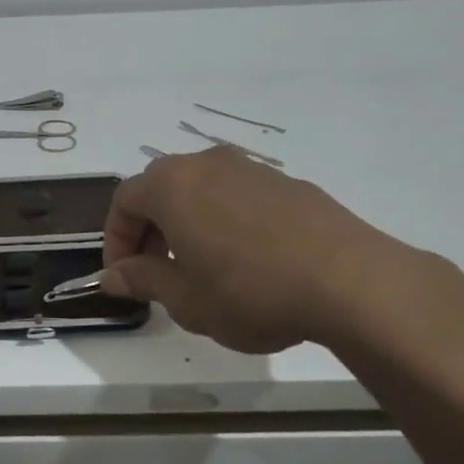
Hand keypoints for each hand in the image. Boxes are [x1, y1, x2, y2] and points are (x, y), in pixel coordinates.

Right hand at [100, 147, 463, 354]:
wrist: (350, 280)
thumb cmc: (250, 292)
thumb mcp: (186, 299)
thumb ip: (144, 280)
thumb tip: (114, 276)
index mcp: (172, 186)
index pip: (124, 201)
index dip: (115, 239)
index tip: (124, 276)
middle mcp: (206, 164)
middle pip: (161, 188)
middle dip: (149, 229)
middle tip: (157, 271)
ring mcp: (251, 169)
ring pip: (200, 189)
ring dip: (187, 223)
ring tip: (201, 268)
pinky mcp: (287, 182)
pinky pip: (237, 195)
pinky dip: (223, 220)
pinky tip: (245, 260)